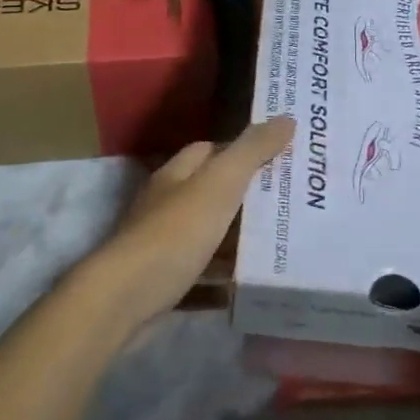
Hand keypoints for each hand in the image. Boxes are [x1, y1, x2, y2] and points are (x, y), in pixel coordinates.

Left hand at [78, 119, 294, 337]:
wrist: (125, 301)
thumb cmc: (175, 233)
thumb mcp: (219, 184)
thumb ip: (252, 151)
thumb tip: (286, 118)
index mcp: (176, 176)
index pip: (211, 150)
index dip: (243, 151)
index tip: (282, 158)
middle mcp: (167, 206)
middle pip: (213, 195)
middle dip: (249, 199)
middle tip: (294, 204)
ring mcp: (164, 248)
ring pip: (210, 238)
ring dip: (240, 243)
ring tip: (285, 245)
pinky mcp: (166, 285)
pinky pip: (204, 279)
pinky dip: (227, 282)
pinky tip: (253, 286)